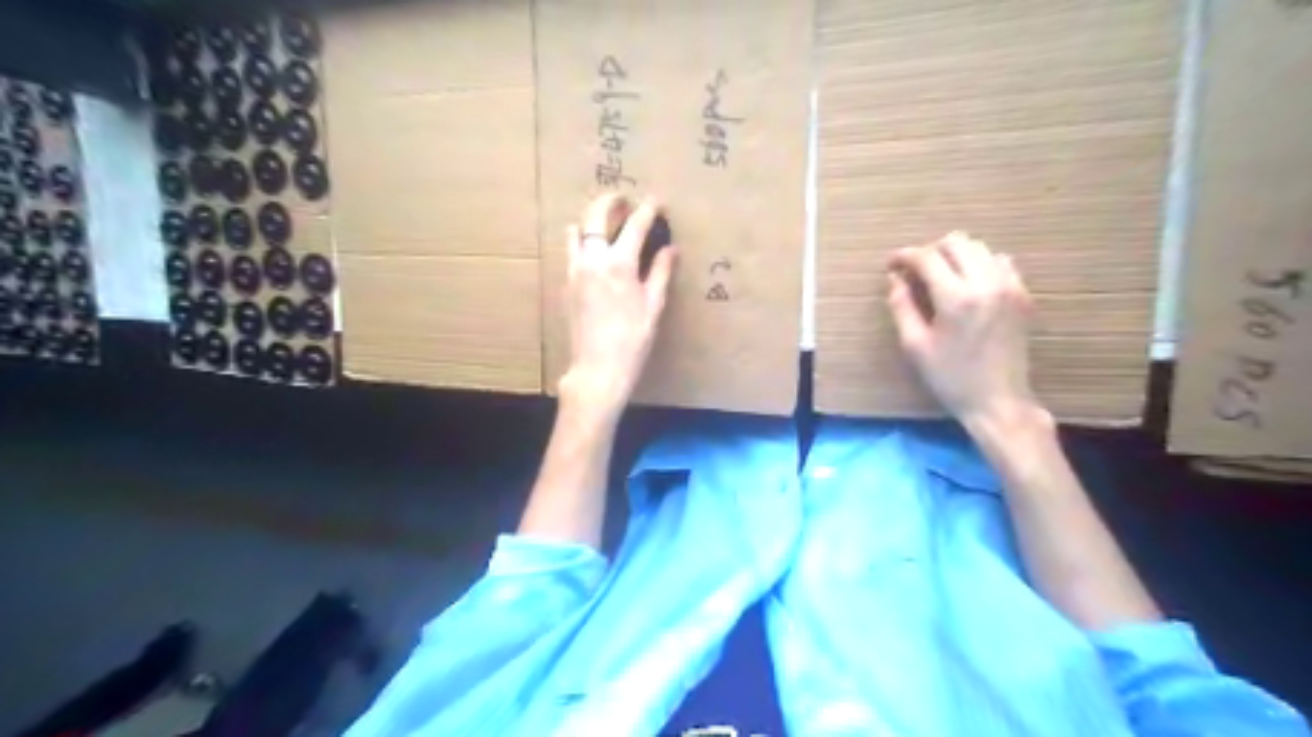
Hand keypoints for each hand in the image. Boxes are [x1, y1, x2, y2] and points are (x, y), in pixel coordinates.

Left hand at [559, 192, 676, 415]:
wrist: (597, 368)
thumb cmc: (632, 340)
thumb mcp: (653, 306)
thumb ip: (661, 272)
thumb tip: (670, 249)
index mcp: (619, 263)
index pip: (635, 224)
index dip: (648, 209)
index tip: (657, 202)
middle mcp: (592, 259)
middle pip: (597, 215)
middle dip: (612, 202)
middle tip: (625, 200)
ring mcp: (575, 270)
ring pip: (577, 229)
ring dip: (592, 219)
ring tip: (607, 222)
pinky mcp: (567, 283)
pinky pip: (571, 250)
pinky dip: (582, 239)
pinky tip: (595, 250)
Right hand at [887, 230, 1041, 426]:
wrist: (998, 400)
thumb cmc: (950, 377)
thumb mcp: (915, 345)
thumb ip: (902, 306)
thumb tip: (894, 278)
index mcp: (955, 298)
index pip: (927, 258)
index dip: (905, 256)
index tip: (891, 264)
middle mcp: (986, 283)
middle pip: (956, 242)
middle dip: (930, 251)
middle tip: (915, 271)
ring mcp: (1009, 287)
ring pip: (979, 248)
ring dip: (955, 255)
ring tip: (940, 276)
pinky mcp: (1022, 295)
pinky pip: (1001, 262)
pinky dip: (980, 263)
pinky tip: (968, 283)